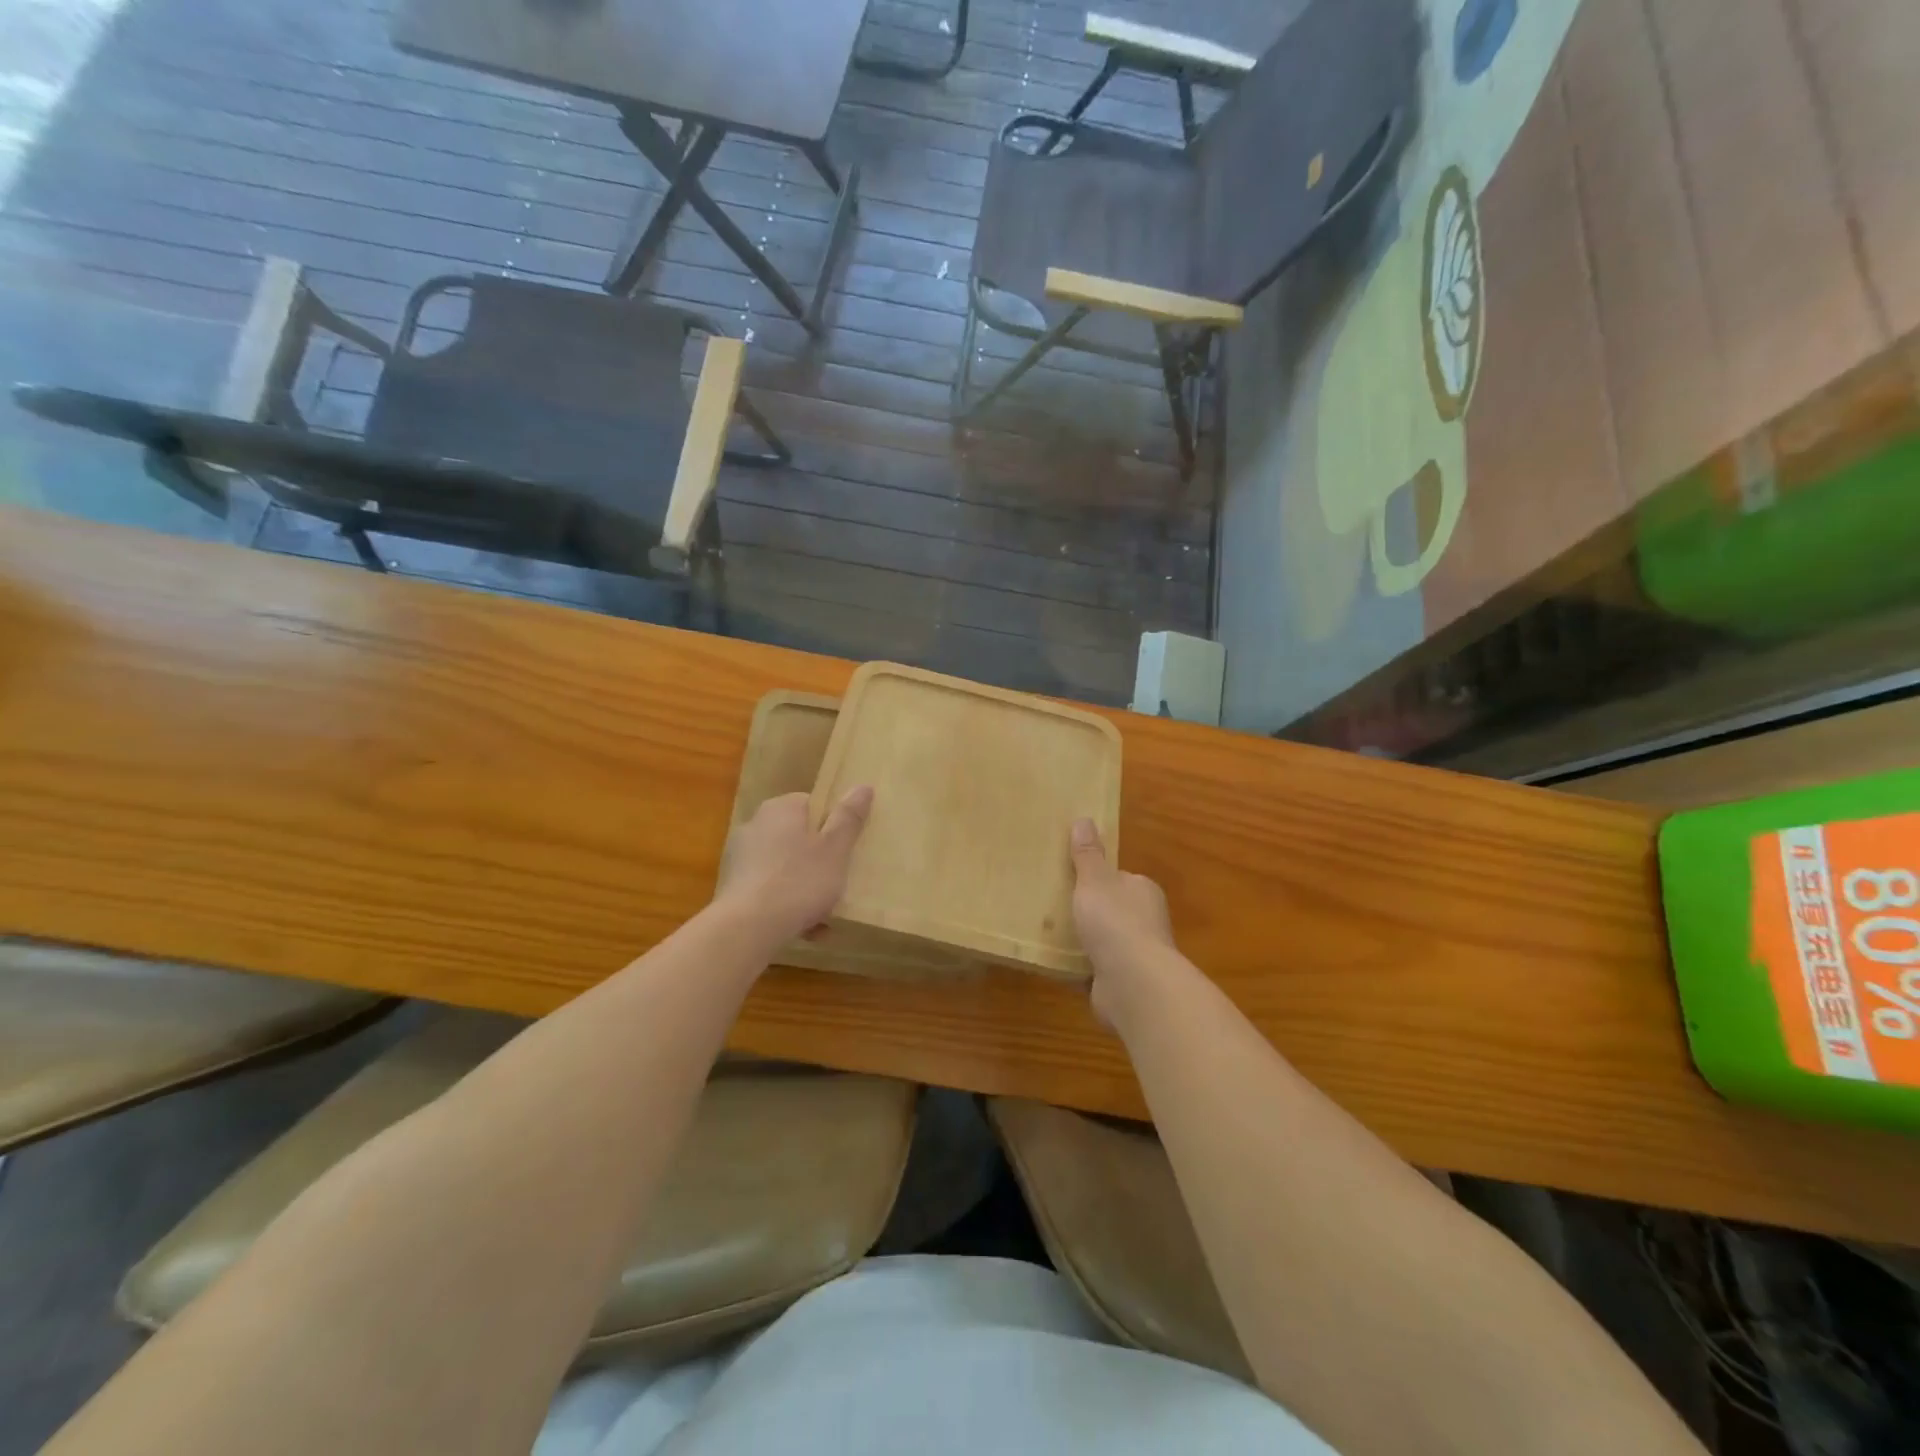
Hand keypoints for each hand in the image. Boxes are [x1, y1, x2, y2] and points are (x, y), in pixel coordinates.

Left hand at [715, 787, 872, 945]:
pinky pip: (769, 889)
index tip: (846, 848)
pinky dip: (785, 903)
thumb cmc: (799, 881)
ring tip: (824, 915)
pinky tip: (803, 927)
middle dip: (818, 859)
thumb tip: (863, 786)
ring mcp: (740, 856)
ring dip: (803, 885)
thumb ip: (849, 817)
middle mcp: (755, 825)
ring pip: (784, 866)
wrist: (748, 928)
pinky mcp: (733, 886)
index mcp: (781, 808)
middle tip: (839, 881)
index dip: (832, 824)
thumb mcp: (835, 848)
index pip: (812, 803)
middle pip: (797, 836)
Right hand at [1069, 818, 1176, 1024]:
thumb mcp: (1094, 880)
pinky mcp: (1122, 983)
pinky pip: (1094, 970)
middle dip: (1088, 911)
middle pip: (1112, 911)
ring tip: (1048, 934)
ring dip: (1083, 941)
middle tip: (1052, 906)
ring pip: (1103, 942)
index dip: (1097, 879)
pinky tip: (1054, 963)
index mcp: (1143, 892)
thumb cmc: (1115, 922)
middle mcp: (1145, 922)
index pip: (1120, 879)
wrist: (1133, 983)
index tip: (1070, 879)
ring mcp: (1135, 955)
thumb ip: (1087, 855)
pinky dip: (1078, 967)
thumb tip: (1084, 819)